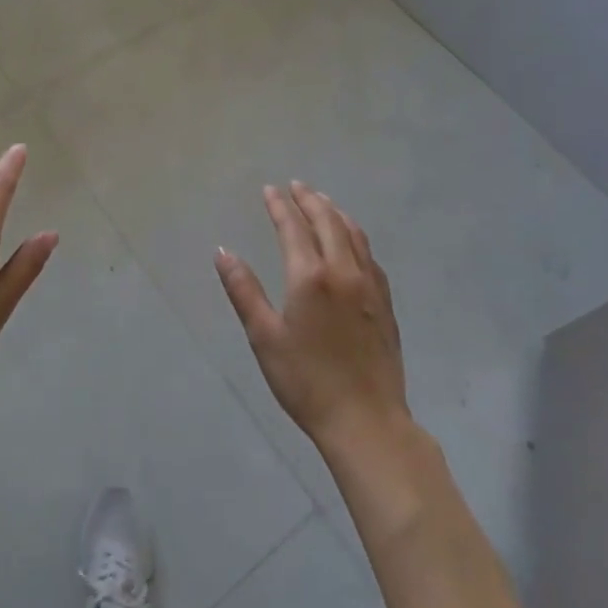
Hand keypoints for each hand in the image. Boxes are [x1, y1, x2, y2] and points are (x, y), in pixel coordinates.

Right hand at [216, 182, 413, 455]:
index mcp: (310, 277)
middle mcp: (343, 271)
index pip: (293, 227)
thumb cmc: (306, 381)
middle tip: (296, 186)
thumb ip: (243, 290)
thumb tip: (223, 252)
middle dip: (309, 200)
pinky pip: (370, 255)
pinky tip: (352, 242)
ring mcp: (370, 286)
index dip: (279, 206)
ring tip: (323, 202)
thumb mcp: (264, 337)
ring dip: (335, 213)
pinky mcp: (385, 304)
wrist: (366, 422)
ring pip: (354, 235)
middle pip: (327, 222)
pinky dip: (356, 236)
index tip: (270, 189)